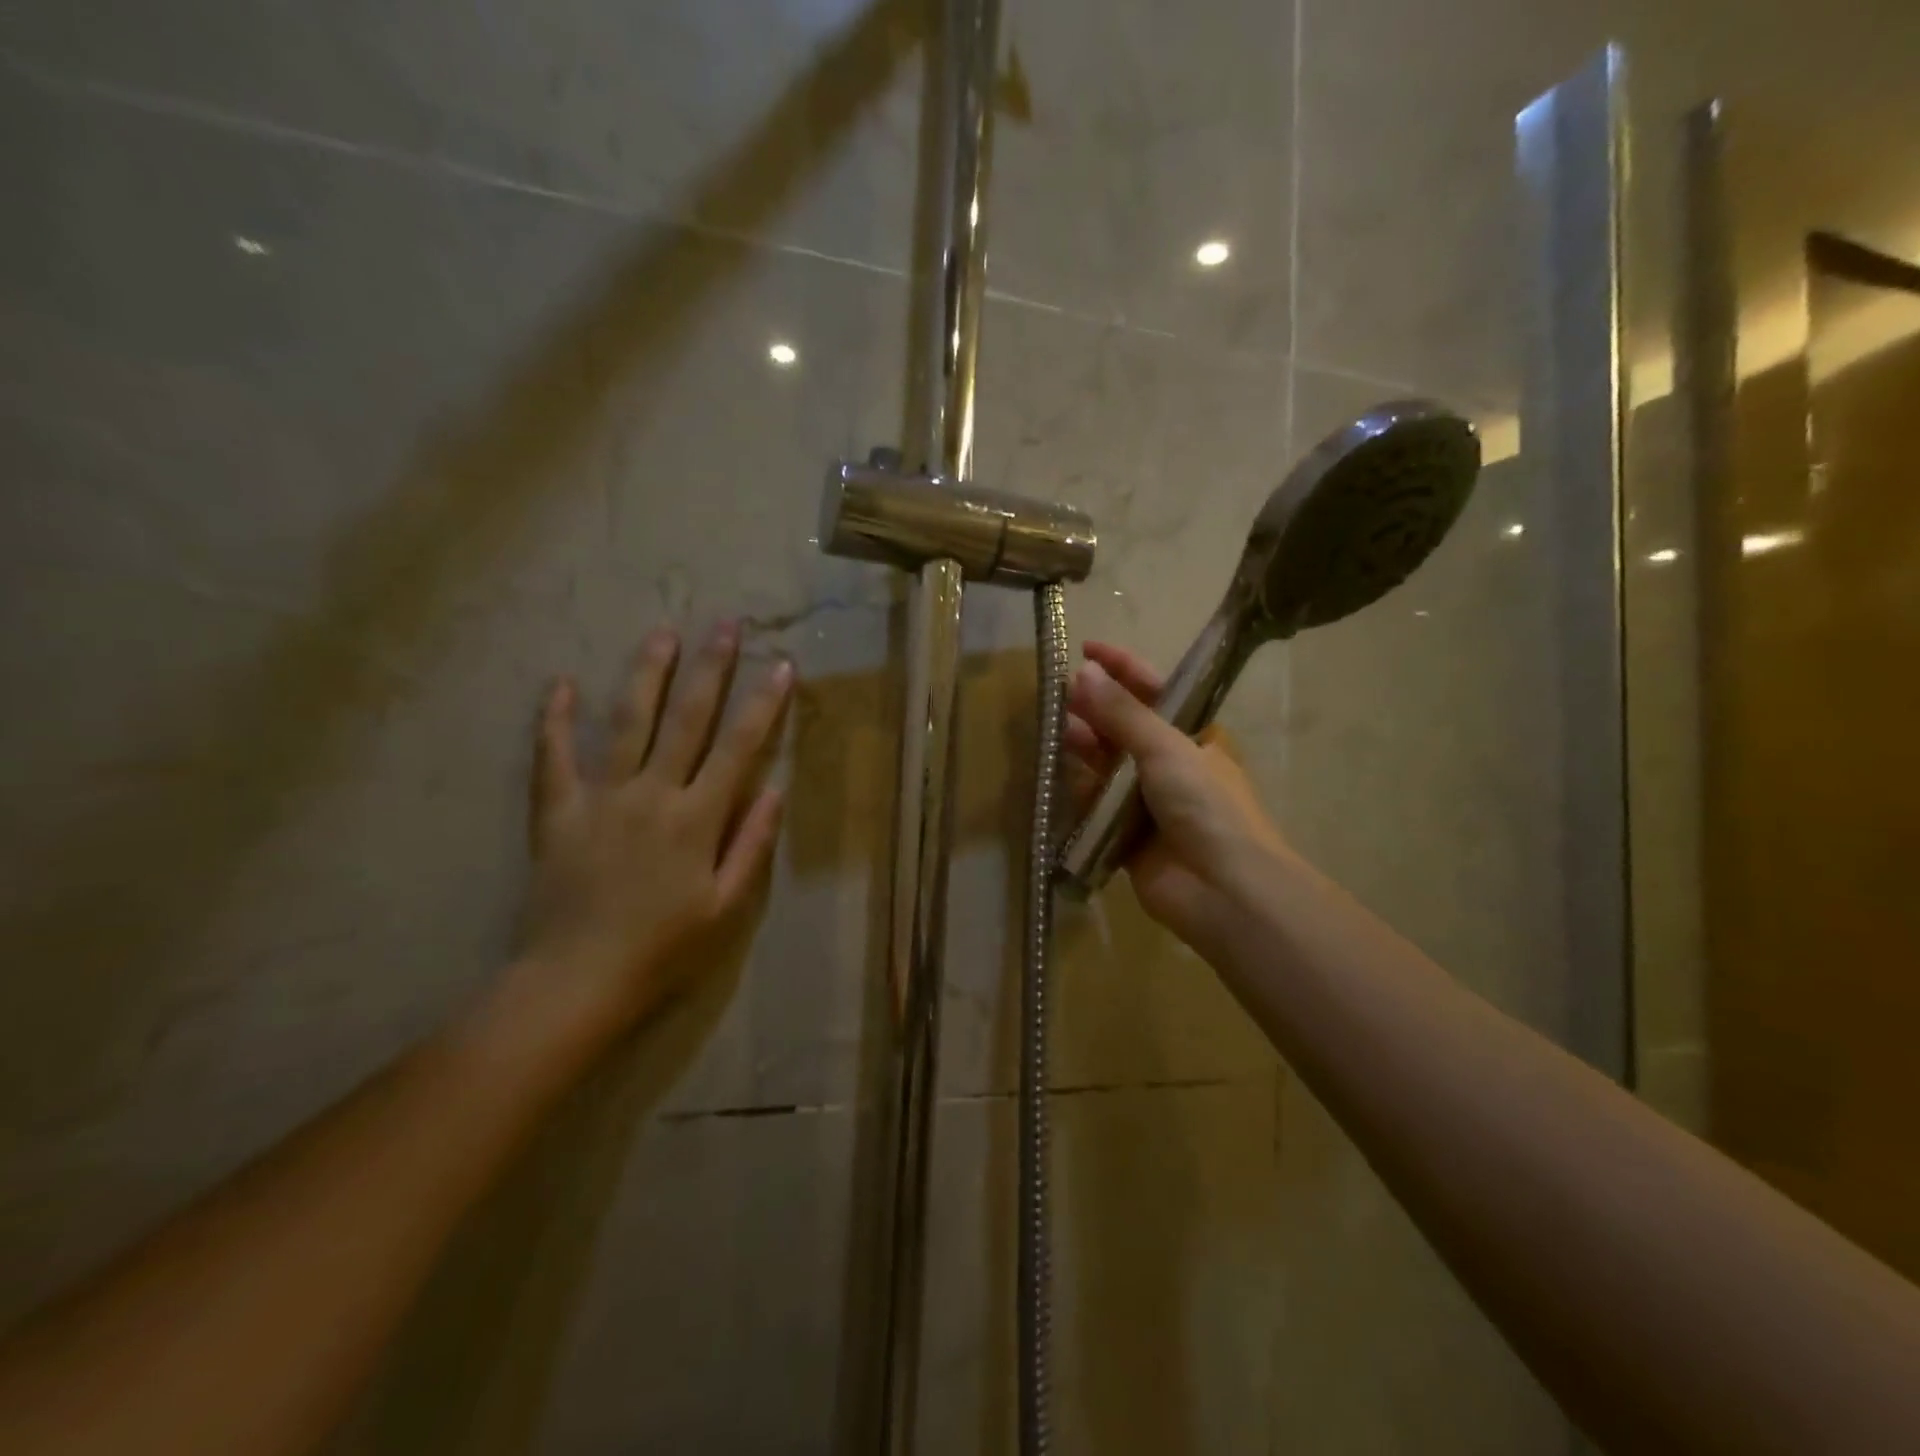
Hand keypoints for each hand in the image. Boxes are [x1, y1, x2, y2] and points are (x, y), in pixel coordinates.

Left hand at [507, 622, 791, 1046]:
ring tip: (663, 634)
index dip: (764, 704)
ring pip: (628, 723)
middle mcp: (652, 794)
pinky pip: (554, 758)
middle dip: (711, 668)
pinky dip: (555, 720)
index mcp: (697, 818)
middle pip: (687, 719)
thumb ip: (751, 846)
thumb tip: (775, 791)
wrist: (574, 983)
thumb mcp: (726, 909)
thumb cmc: (662, 950)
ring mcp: (601, 798)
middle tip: (726, 624)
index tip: (781, 665)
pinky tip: (562, 684)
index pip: (739, 747)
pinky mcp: (558, 812)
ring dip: (648, 675)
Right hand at [1065, 641, 1294, 954]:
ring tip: (1053, 729)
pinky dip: (1079, 790)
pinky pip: (1096, 805)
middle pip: (1125, 727)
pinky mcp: (1125, 835)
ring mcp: (1148, 802)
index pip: (1155, 690)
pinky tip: (1056, 773)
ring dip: (1084, 745)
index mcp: (1194, 736)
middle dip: (1095, 707)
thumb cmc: (1207, 806)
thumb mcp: (1167, 748)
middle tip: (1058, 693)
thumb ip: (1122, 714)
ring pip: (1107, 765)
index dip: (1123, 667)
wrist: (1223, 890)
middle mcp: (1171, 764)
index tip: (1086, 649)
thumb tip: (1082, 673)